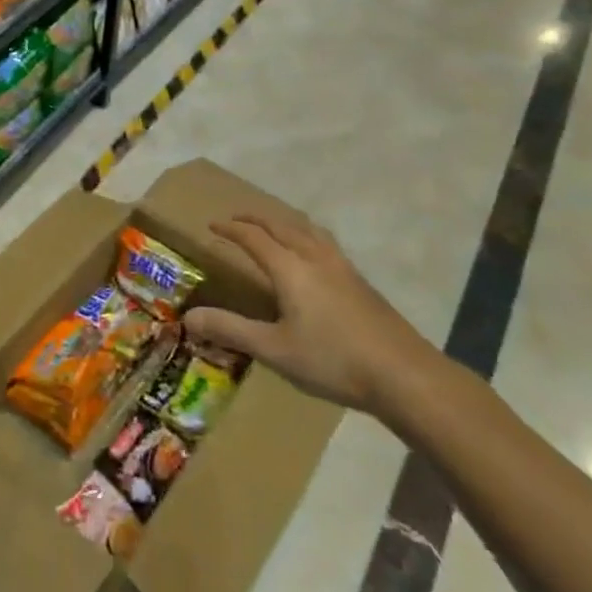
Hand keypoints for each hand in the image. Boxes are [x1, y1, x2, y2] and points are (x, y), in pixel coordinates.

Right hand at [183, 213, 439, 415]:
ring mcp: (342, 266)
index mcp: (290, 268)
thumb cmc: (332, 360)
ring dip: (284, 223)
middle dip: (256, 218)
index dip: (231, 229)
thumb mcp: (274, 349)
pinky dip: (307, 236)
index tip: (212, 225)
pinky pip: (325, 243)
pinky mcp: (360, 281)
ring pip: (308, 230)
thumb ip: (231, 329)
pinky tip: (313, 258)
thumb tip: (189, 317)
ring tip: (275, 228)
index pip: (253, 237)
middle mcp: (314, 256)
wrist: (402, 373)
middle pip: (281, 225)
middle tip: (237, 219)